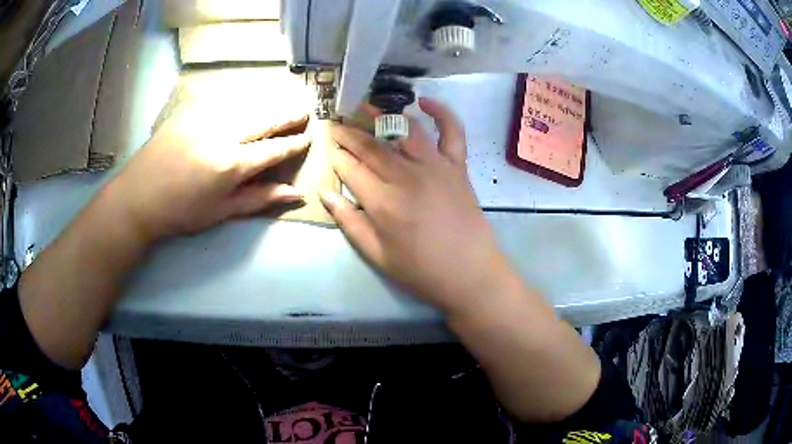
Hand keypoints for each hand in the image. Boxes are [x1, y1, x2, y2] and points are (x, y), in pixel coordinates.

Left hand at [107, 110, 310, 243]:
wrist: (137, 198)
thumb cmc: (180, 212)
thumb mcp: (221, 212)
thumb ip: (260, 199)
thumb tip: (296, 194)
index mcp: (231, 164)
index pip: (273, 149)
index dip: (293, 143)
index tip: (308, 137)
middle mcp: (222, 134)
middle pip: (263, 119)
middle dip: (287, 114)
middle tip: (304, 109)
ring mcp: (203, 118)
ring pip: (244, 105)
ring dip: (266, 104)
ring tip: (280, 102)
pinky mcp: (188, 112)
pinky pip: (220, 102)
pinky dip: (237, 103)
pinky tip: (242, 103)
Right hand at [321, 98, 512, 314]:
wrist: (470, 273)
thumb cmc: (421, 270)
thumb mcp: (376, 255)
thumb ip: (349, 222)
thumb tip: (325, 194)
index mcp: (383, 202)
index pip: (351, 168)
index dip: (336, 155)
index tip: (327, 145)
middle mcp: (406, 176)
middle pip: (371, 146)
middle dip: (349, 133)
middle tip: (336, 123)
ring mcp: (435, 167)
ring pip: (404, 131)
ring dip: (382, 116)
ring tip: (366, 108)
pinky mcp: (457, 166)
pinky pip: (452, 132)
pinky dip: (441, 112)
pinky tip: (424, 101)